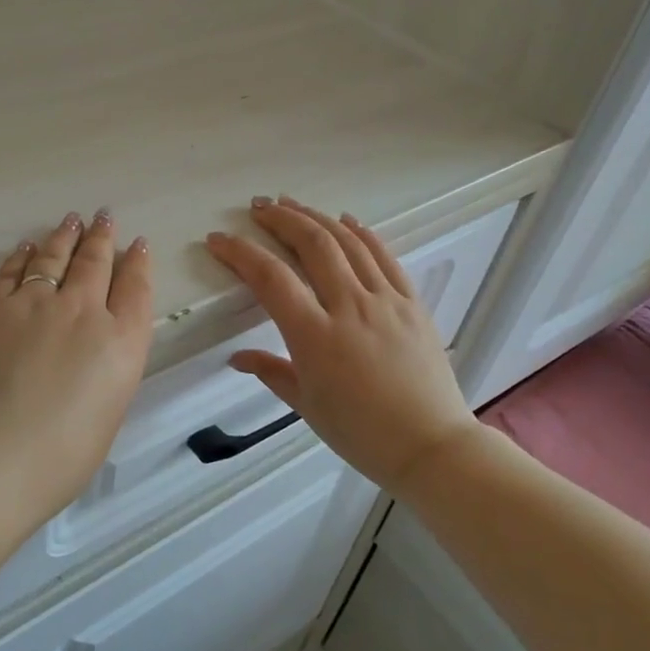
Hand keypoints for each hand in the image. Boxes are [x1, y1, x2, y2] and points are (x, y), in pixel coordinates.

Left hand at [0, 209, 153, 516]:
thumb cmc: (54, 462)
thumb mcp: (105, 418)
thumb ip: (107, 375)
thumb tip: (96, 353)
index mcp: (121, 345)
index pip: (136, 290)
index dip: (138, 263)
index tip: (138, 245)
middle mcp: (83, 312)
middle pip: (97, 263)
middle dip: (103, 238)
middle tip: (105, 217)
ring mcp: (35, 304)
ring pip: (56, 257)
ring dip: (66, 236)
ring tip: (72, 221)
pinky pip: (12, 270)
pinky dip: (23, 255)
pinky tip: (27, 247)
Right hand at [205, 197, 481, 494]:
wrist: (431, 446)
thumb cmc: (361, 433)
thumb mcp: (306, 406)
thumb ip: (271, 372)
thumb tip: (237, 357)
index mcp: (316, 337)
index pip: (271, 279)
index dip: (240, 253)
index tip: (218, 239)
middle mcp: (350, 308)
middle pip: (312, 245)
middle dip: (281, 219)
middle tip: (258, 207)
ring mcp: (386, 301)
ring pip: (348, 242)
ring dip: (316, 217)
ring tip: (292, 204)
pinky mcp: (412, 303)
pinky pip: (385, 256)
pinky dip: (363, 233)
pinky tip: (346, 220)